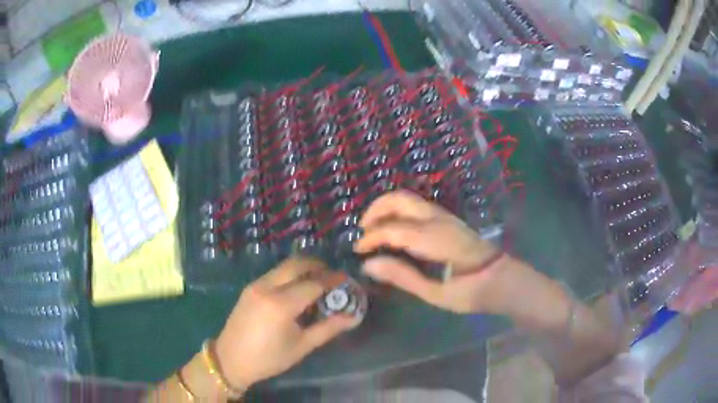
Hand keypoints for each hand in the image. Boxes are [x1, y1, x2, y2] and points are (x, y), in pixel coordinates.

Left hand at [214, 257, 355, 388]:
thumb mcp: (302, 346)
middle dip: (317, 265)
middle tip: (332, 276)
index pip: (314, 283)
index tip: (346, 279)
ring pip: (284, 266)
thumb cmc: (269, 358)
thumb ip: (328, 328)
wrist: (230, 359)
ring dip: (303, 269)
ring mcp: (255, 285)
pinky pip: (274, 274)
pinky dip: (289, 275)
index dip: (332, 280)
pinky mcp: (249, 288)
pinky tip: (296, 291)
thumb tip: (353, 317)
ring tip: (316, 283)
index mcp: (281, 304)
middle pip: (297, 264)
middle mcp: (267, 287)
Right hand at [354, 190, 534, 314]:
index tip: (357, 251)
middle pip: (400, 199)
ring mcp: (446, 216)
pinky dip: (399, 212)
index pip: (394, 230)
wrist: (505, 280)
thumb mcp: (437, 294)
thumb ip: (403, 277)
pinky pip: (417, 207)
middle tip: (362, 232)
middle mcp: (439, 220)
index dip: (371, 238)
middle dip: (376, 210)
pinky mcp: (449, 219)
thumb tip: (369, 265)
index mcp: (436, 239)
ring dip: (386, 208)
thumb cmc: (473, 292)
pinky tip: (394, 230)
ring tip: (373, 230)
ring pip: (409, 199)